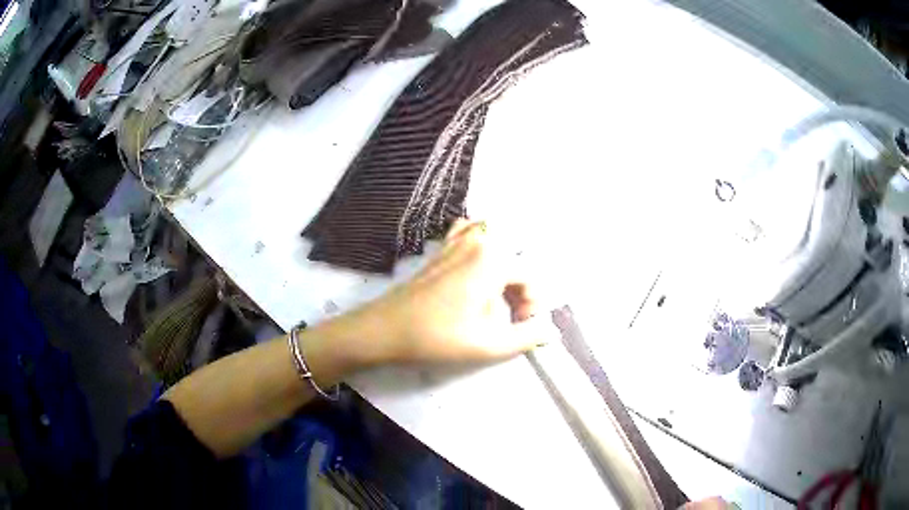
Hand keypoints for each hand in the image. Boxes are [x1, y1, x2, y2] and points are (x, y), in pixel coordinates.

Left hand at [334, 220, 559, 366]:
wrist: (385, 329)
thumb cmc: (437, 337)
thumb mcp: (487, 344)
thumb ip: (526, 337)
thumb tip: (551, 330)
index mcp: (493, 259)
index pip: (531, 278)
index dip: (532, 306)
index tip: (519, 327)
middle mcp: (478, 241)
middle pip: (516, 260)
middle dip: (519, 290)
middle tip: (509, 318)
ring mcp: (457, 241)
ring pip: (497, 246)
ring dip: (504, 271)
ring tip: (495, 300)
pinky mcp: (442, 248)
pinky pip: (471, 235)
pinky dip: (481, 247)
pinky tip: (477, 270)